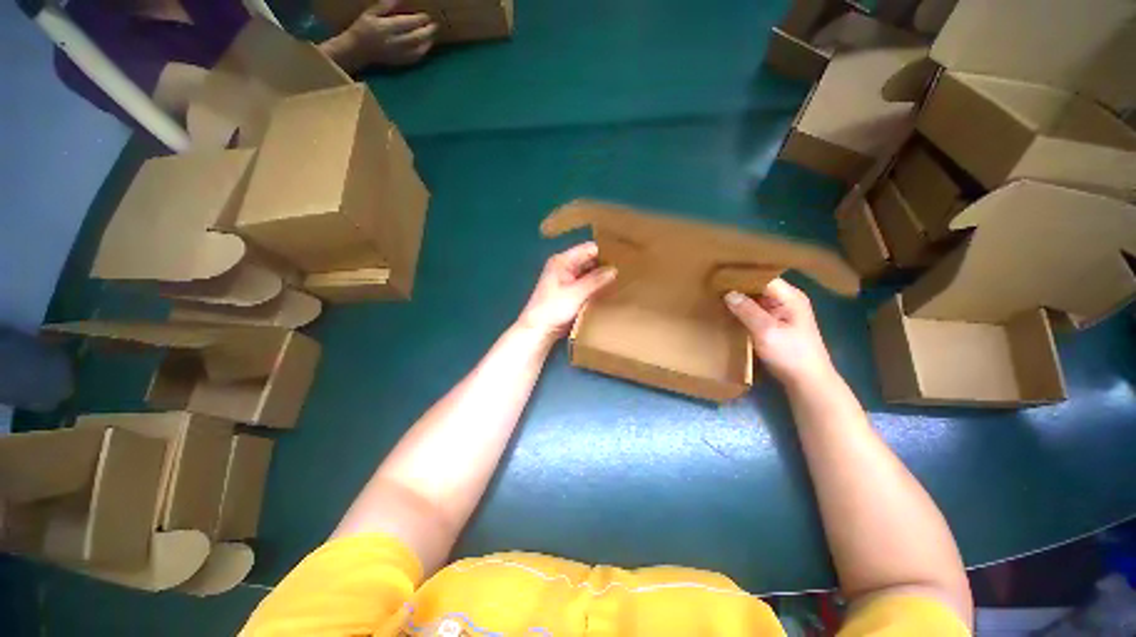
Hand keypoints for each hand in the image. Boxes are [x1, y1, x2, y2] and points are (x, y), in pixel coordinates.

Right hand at [331, 0, 437, 70]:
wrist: (357, 50)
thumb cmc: (363, 28)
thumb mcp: (370, 13)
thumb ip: (384, 6)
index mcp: (386, 27)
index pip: (407, 23)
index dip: (419, 19)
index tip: (426, 16)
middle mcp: (394, 42)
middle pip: (416, 37)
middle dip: (427, 31)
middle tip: (434, 25)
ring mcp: (398, 54)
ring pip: (418, 49)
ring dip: (427, 42)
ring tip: (432, 35)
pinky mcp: (400, 62)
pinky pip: (415, 58)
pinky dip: (422, 52)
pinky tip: (426, 46)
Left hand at [517, 242, 616, 340]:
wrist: (538, 330)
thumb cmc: (553, 308)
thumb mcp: (576, 293)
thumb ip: (596, 280)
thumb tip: (615, 269)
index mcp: (563, 261)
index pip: (588, 249)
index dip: (606, 250)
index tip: (625, 255)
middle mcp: (566, 267)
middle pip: (590, 260)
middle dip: (606, 264)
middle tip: (628, 268)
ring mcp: (568, 280)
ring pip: (590, 273)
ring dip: (603, 276)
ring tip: (624, 277)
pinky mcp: (571, 292)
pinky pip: (588, 284)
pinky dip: (597, 286)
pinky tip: (611, 289)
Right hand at [724, 279, 835, 389]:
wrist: (807, 381)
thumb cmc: (790, 355)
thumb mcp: (766, 332)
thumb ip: (747, 311)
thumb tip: (727, 293)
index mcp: (790, 297)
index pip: (762, 277)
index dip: (742, 276)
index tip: (719, 277)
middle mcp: (786, 300)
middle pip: (759, 286)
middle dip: (738, 286)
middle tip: (713, 286)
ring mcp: (781, 312)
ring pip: (756, 298)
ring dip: (739, 298)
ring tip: (716, 296)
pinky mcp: (775, 323)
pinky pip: (756, 310)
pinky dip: (743, 309)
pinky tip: (728, 311)